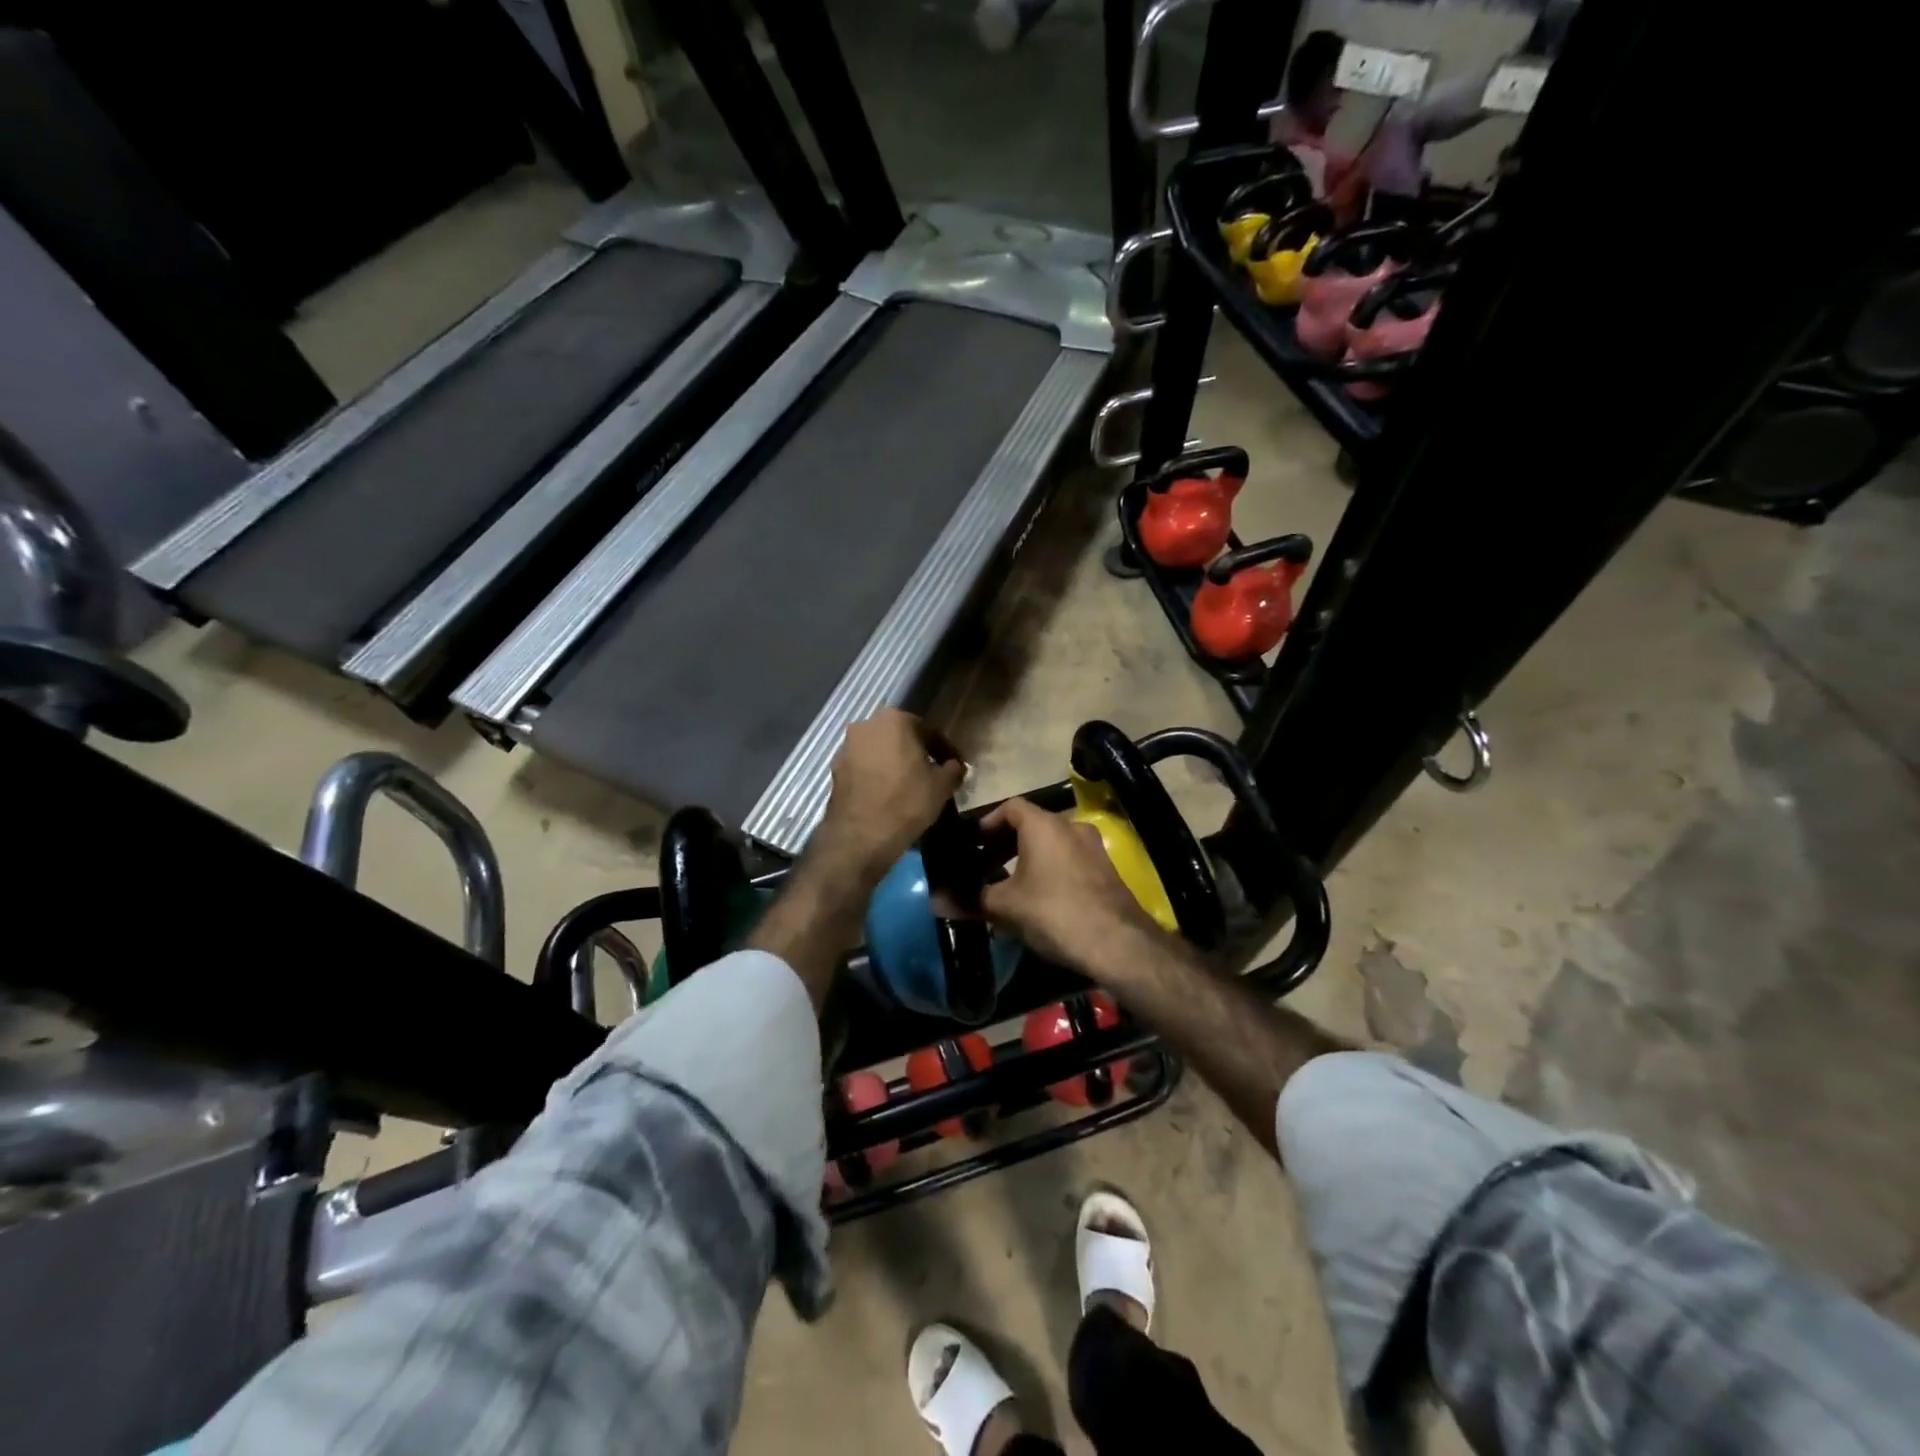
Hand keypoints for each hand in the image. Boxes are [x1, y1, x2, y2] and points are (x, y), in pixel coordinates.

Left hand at [810, 709, 965, 888]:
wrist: (860, 836)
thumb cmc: (907, 802)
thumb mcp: (942, 786)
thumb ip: (953, 769)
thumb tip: (956, 766)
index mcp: (895, 719)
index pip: (929, 732)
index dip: (945, 751)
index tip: (955, 767)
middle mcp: (866, 725)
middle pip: (900, 738)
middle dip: (916, 754)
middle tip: (931, 775)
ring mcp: (846, 748)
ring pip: (879, 753)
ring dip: (894, 765)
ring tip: (909, 787)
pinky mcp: (835, 771)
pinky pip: (864, 769)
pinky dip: (876, 777)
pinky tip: (887, 796)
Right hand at [979, 798, 1171, 976]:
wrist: (1117, 943)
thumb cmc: (1054, 912)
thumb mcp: (1007, 907)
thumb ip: (972, 898)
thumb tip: (938, 901)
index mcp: (1044, 824)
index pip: (1011, 806)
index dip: (988, 822)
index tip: (972, 843)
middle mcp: (1070, 826)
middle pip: (1031, 825)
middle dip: (1005, 844)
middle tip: (984, 866)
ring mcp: (1093, 847)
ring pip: (1051, 844)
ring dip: (1028, 859)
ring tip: (1008, 886)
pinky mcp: (1105, 870)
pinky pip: (1068, 860)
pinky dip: (1049, 870)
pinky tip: (1038, 899)